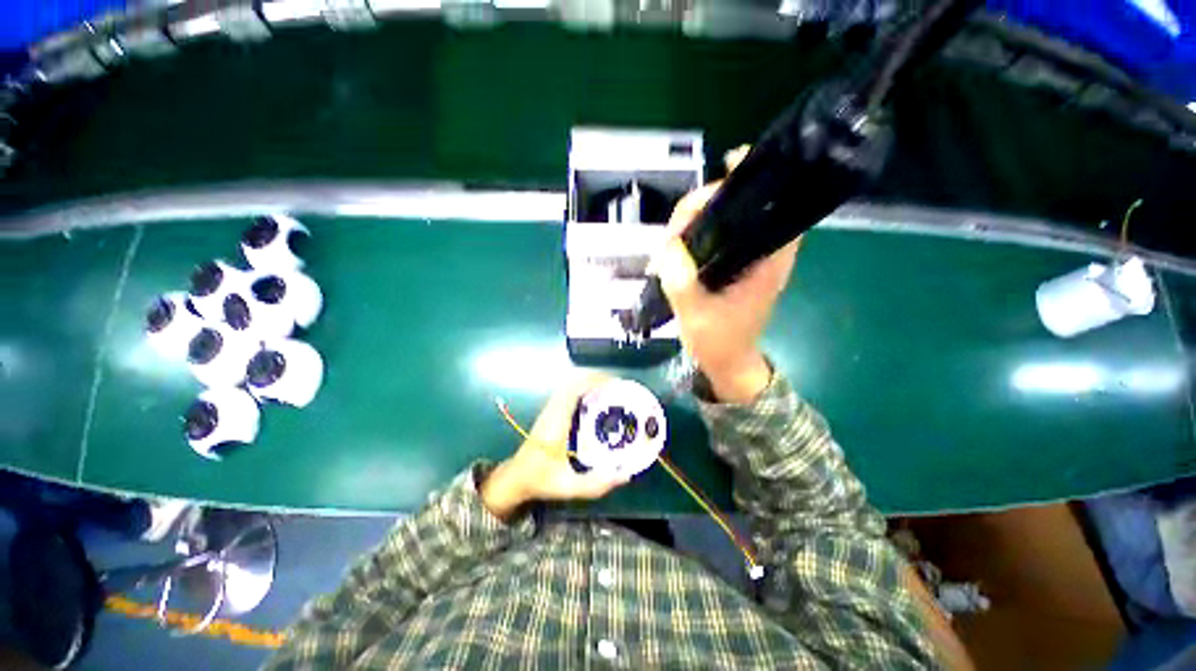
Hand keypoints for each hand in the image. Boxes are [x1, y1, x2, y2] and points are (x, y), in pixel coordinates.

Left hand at [481, 373, 628, 519]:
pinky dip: (585, 390)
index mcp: (556, 421)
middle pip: (575, 381)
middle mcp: (553, 409)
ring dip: (591, 383)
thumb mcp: (567, 486)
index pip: (574, 389)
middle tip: (618, 390)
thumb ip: (595, 484)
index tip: (615, 386)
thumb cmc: (540, 479)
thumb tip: (625, 476)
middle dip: (598, 380)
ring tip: (612, 393)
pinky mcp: (552, 411)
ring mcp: (551, 408)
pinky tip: (598, 402)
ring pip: (572, 384)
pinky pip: (570, 391)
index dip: (595, 382)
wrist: (516, 477)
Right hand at [649, 146, 800, 402]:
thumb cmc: (718, 341)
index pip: (771, 204)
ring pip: (731, 218)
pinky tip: (682, 238)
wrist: (727, 361)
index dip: (751, 180)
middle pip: (747, 204)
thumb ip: (681, 281)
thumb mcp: (696, 314)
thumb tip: (667, 246)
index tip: (724, 171)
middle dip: (712, 200)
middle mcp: (766, 251)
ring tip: (676, 233)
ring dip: (704, 215)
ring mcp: (751, 257)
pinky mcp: (737, 264)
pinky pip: (721, 235)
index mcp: (768, 260)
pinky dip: (702, 229)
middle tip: (680, 221)